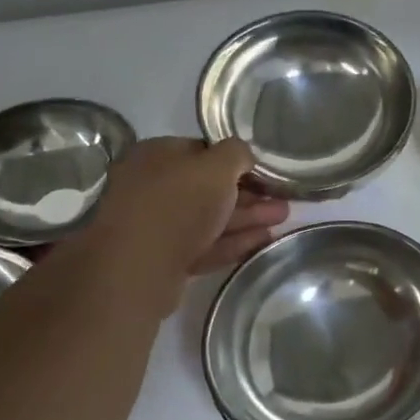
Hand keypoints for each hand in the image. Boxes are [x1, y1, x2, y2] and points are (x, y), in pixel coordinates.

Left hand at [87, 138, 288, 303]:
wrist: (136, 268)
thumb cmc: (177, 203)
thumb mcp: (217, 166)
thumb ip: (237, 153)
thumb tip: (244, 156)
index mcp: (157, 155)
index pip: (203, 151)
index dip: (237, 161)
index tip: (266, 173)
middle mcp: (151, 186)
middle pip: (208, 187)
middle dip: (248, 194)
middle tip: (282, 199)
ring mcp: (155, 226)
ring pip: (209, 218)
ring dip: (247, 218)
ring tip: (283, 219)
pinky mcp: (163, 260)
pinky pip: (204, 245)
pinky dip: (233, 241)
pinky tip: (263, 241)